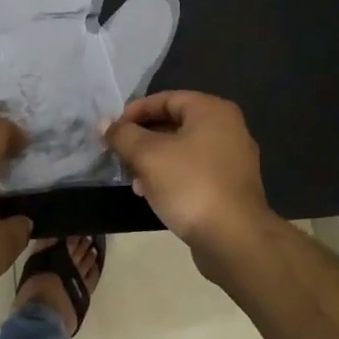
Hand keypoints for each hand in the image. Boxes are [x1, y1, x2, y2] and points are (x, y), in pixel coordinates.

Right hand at [102, 91, 279, 267]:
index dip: (135, 112)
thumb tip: (104, 123)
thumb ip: (123, 135)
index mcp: (212, 111)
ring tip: (133, 179)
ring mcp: (232, 160)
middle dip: (142, 139)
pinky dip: (172, 177)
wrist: (235, 239)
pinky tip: (152, 195)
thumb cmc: (190, 185)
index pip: (166, 99)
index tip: (113, 130)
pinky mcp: (231, 188)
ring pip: (183, 151)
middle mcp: (227, 129)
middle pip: (174, 124)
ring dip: (154, 161)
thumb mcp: (148, 155)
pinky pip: (194, 172)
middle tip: (119, 154)